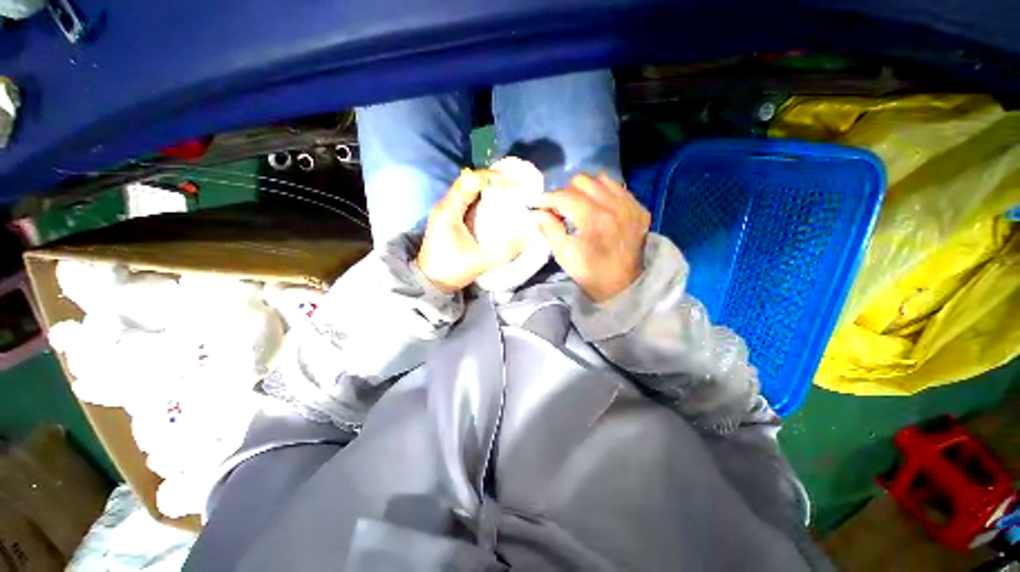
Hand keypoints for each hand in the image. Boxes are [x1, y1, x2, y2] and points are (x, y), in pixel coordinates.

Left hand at [415, 169, 514, 292]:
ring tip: (510, 194)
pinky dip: (483, 199)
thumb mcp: (483, 261)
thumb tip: (533, 238)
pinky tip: (496, 207)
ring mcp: (446, 211)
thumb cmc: (452, 270)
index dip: (492, 178)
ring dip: (488, 189)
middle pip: (469, 181)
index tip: (513, 184)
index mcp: (449, 211)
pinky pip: (467, 200)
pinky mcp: (449, 218)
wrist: (431, 282)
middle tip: (516, 187)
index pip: (469, 180)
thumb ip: (508, 250)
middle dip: (494, 181)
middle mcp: (445, 205)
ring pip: (468, 190)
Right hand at [532, 173, 650, 301]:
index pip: (564, 196)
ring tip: (579, 204)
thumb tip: (538, 212)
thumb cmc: (590, 273)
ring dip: (585, 189)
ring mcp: (630, 206)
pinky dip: (604, 193)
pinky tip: (599, 207)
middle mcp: (614, 206)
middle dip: (565, 192)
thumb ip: (550, 229)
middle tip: (559, 207)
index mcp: (593, 219)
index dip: (547, 198)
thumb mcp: (564, 255)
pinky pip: (618, 188)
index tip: (537, 203)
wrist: (623, 286)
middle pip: (582, 181)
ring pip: (601, 179)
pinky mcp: (640, 209)